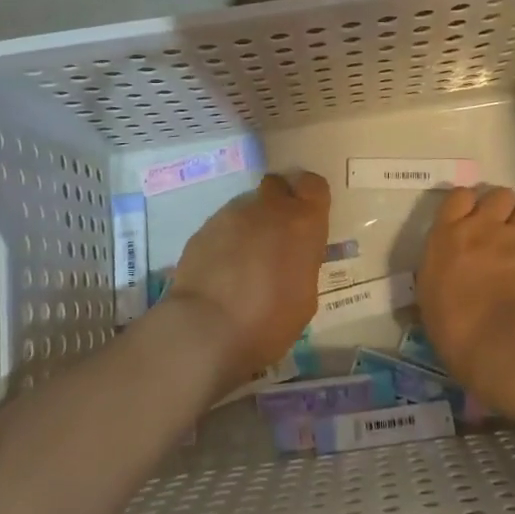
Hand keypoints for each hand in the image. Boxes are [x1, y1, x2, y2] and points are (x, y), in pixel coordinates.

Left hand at [162, 171, 330, 387]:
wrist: (207, 329)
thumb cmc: (270, 319)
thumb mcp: (305, 295)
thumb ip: (301, 262)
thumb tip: (291, 258)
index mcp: (301, 221)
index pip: (312, 185)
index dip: (310, 198)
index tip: (308, 217)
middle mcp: (266, 208)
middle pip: (276, 186)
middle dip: (278, 204)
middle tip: (277, 236)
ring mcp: (230, 215)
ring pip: (246, 208)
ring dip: (250, 226)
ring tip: (244, 262)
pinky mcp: (202, 230)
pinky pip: (222, 227)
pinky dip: (226, 242)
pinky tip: (222, 271)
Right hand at [416, 185, 514, 392]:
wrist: (498, 339)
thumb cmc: (450, 323)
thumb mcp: (429, 293)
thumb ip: (440, 270)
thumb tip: (445, 273)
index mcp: (448, 235)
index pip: (459, 196)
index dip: (467, 204)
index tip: (468, 217)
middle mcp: (484, 228)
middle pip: (499, 195)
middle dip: (501, 208)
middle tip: (499, 229)